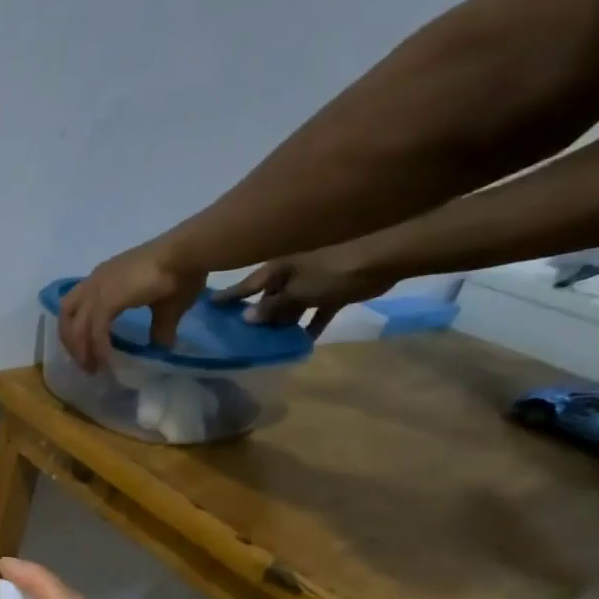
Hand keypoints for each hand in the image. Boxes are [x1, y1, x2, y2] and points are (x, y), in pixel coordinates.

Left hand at [59, 240, 206, 373]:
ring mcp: (99, 289)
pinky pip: (95, 331)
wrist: (188, 253)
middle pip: (66, 316)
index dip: (76, 329)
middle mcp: (95, 281)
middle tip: (84, 364)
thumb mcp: (166, 308)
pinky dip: (98, 348)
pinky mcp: (107, 299)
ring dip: (81, 351)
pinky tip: (107, 361)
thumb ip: (160, 328)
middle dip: (71, 343)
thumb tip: (164, 346)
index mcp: (104, 278)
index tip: (85, 350)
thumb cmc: (181, 273)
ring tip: (92, 369)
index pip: (76, 305)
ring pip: (76, 327)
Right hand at [223, 244, 392, 336]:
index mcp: (279, 267)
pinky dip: (311, 323)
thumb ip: (273, 307)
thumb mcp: (298, 292)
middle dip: (258, 313)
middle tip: (241, 334)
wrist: (387, 255)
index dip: (230, 295)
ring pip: (292, 304)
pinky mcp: (335, 288)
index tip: (210, 305)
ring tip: (269, 343)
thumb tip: (246, 317)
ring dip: (284, 322)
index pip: (247, 284)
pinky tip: (303, 342)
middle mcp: (293, 271)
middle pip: (269, 296)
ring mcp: (315, 278)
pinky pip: (317, 309)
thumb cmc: (335, 269)